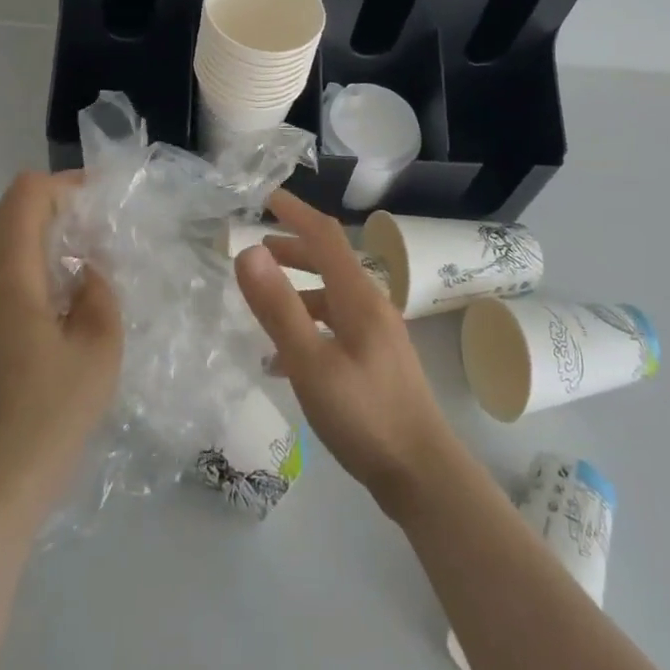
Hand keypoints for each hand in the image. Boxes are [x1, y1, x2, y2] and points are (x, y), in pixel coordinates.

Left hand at [0, 171, 121, 517]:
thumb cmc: (56, 407)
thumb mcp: (101, 341)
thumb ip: (98, 287)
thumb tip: (86, 268)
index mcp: (6, 275)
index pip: (26, 195)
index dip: (64, 185)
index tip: (99, 201)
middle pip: (7, 212)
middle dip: (51, 206)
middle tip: (93, 228)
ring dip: (32, 233)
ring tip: (74, 259)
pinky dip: (17, 261)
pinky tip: (47, 294)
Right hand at [235, 190, 465, 524]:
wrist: (422, 473)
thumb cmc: (364, 415)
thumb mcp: (311, 363)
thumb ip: (278, 308)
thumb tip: (248, 251)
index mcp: (358, 297)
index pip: (325, 236)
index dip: (296, 212)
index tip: (266, 196)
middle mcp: (371, 306)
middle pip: (330, 262)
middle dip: (293, 249)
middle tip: (256, 249)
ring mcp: (377, 334)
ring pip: (331, 296)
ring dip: (298, 289)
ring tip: (263, 299)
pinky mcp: (376, 361)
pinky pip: (336, 327)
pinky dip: (308, 325)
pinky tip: (282, 358)